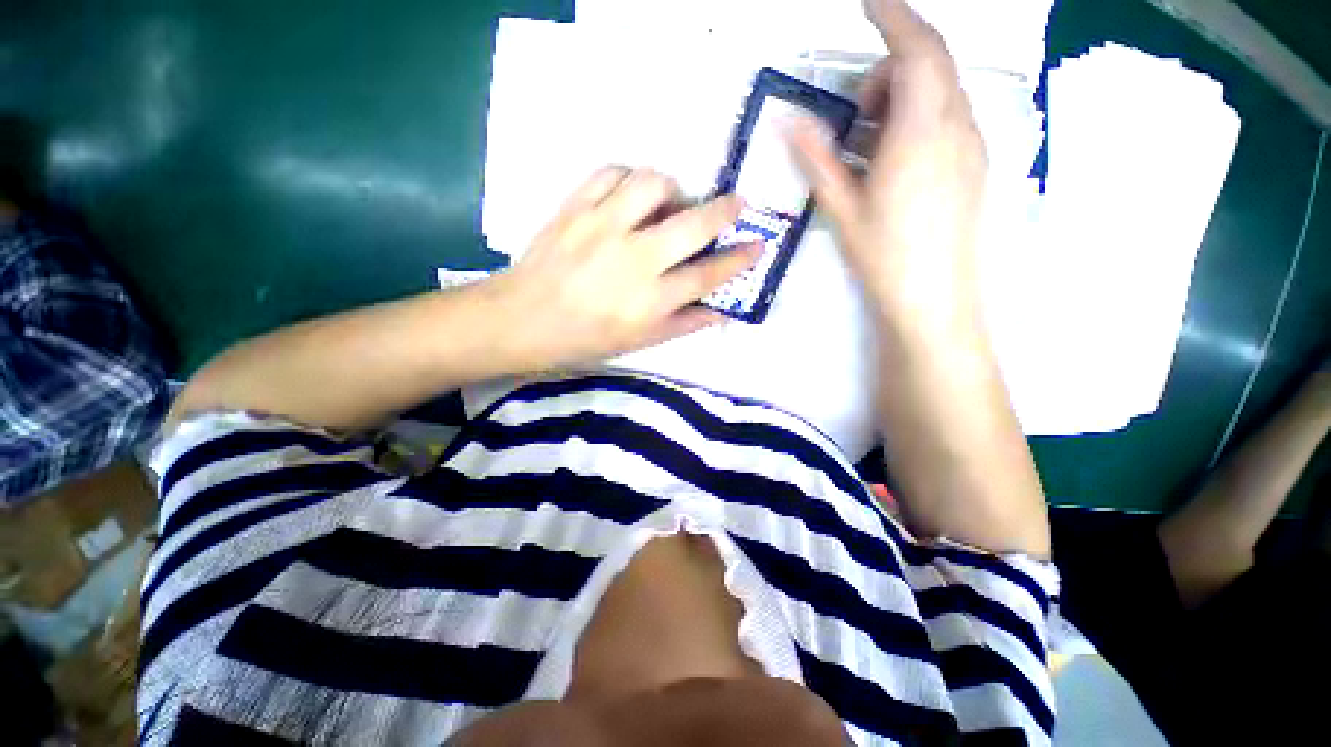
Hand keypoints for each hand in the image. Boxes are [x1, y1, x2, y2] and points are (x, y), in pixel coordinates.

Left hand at [495, 168, 760, 366]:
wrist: (521, 319)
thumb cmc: (583, 339)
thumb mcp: (638, 343)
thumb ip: (682, 325)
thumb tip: (720, 311)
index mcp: (648, 301)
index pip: (706, 275)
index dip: (738, 260)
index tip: (757, 246)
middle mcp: (633, 260)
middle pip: (692, 224)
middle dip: (724, 210)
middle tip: (736, 203)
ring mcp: (602, 227)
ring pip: (652, 184)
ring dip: (673, 188)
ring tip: (672, 202)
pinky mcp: (574, 207)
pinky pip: (611, 173)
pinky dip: (630, 178)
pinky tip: (632, 194)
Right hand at [789, 0, 986, 326]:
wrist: (933, 297)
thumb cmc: (884, 255)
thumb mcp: (842, 207)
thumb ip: (816, 158)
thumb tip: (787, 120)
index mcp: (921, 132)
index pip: (917, 49)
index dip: (892, 16)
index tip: (867, 1)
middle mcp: (957, 126)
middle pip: (932, 64)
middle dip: (891, 68)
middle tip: (855, 110)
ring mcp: (972, 144)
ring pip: (943, 89)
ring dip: (905, 94)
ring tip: (870, 140)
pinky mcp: (974, 163)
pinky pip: (951, 115)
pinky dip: (921, 115)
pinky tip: (894, 155)